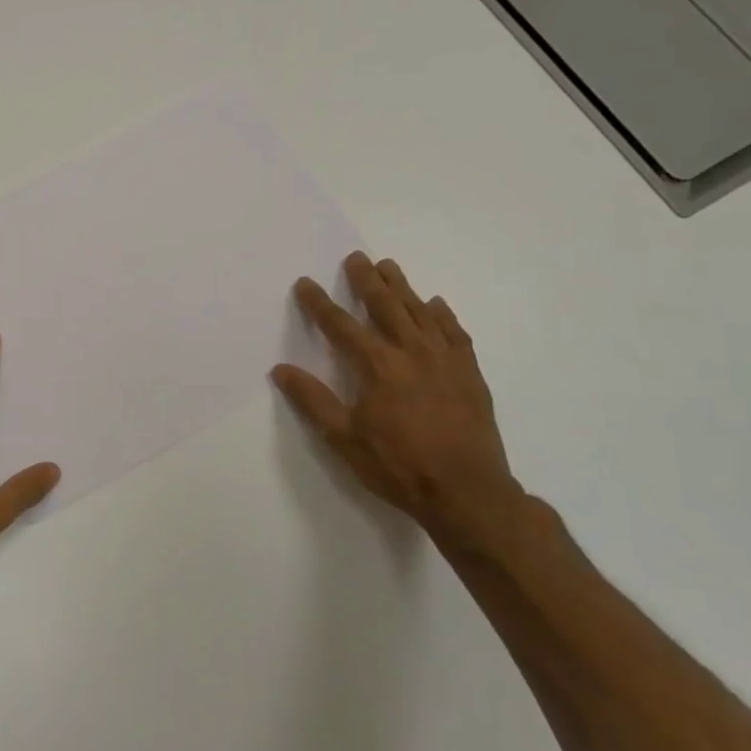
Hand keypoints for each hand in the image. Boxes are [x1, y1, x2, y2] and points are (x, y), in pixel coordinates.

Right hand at [272, 251, 520, 542]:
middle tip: (356, 257)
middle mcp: (412, 353)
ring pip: (421, 312)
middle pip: (386, 306)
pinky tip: (436, 305)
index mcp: (378, 367)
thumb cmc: (398, 466)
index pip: (341, 326)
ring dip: (402, 287)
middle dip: (367, 280)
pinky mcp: (470, 374)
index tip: (305, 283)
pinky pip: (455, 333)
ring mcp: (446, 360)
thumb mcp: (343, 439)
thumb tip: (281, 370)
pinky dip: (443, 315)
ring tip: (389, 266)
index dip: (320, 304)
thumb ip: (312, 400)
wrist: (467, 492)